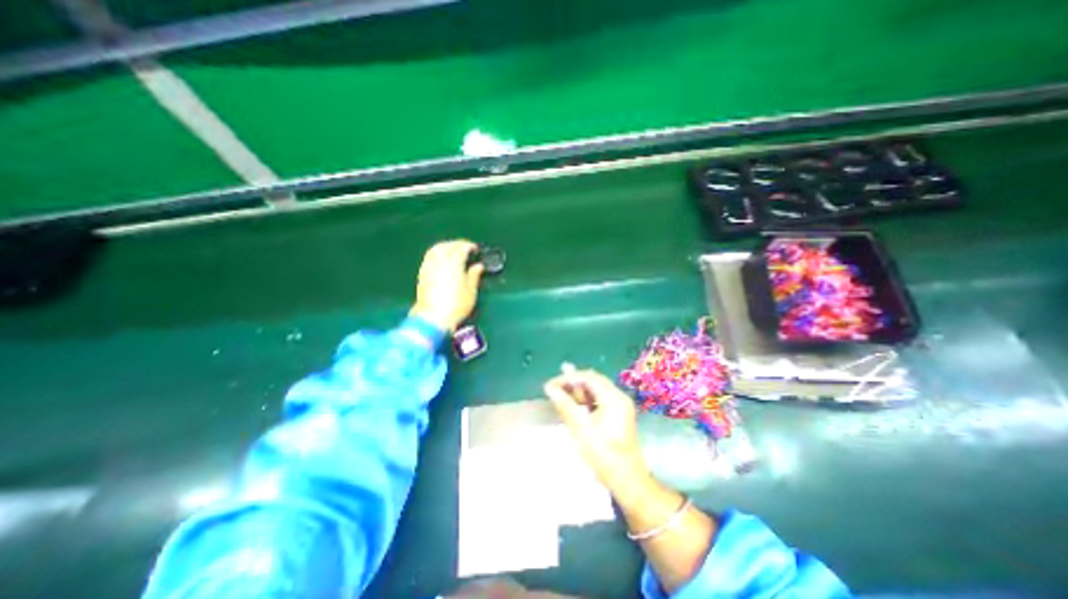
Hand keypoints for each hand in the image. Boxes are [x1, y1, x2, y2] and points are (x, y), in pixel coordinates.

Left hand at [409, 240, 484, 330]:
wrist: (433, 317)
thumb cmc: (456, 304)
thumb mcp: (471, 290)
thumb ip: (474, 275)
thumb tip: (478, 266)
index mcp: (454, 261)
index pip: (462, 247)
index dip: (470, 246)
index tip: (476, 249)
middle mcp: (440, 260)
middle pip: (448, 245)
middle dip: (458, 244)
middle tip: (467, 249)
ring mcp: (429, 265)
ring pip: (437, 248)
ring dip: (446, 246)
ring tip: (454, 252)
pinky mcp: (422, 273)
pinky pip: (430, 256)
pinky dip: (438, 253)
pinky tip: (442, 259)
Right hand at [546, 366, 646, 492]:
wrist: (626, 480)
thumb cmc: (603, 454)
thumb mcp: (580, 428)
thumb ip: (565, 405)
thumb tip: (550, 388)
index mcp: (613, 398)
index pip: (588, 377)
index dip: (568, 378)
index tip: (551, 385)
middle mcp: (619, 397)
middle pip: (593, 381)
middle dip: (573, 383)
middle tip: (554, 388)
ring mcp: (620, 406)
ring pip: (596, 390)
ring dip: (578, 391)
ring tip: (560, 396)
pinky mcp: (618, 415)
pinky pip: (599, 400)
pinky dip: (585, 400)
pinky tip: (573, 406)